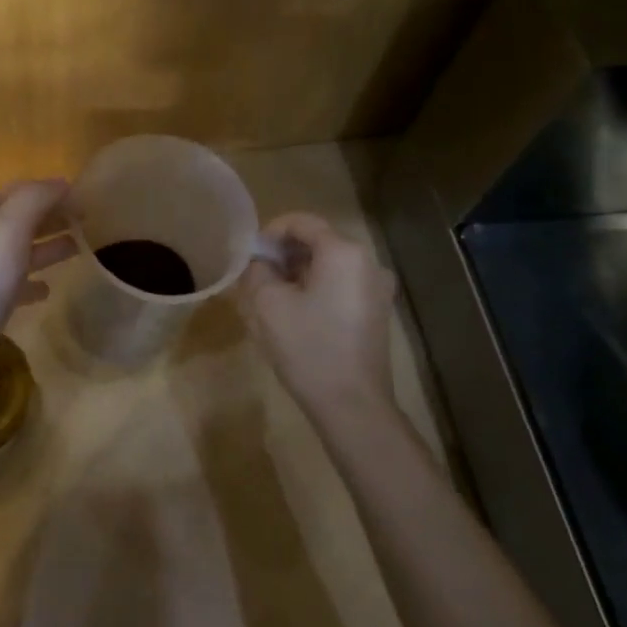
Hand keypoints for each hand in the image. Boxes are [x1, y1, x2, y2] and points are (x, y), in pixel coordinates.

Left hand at [0, 180, 77, 391]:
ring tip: (80, 249)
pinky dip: (29, 282)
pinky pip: (8, 286)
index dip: (54, 193)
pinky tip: (47, 291)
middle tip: (90, 222)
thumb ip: (34, 200)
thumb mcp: (6, 230)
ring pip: (14, 252)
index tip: (90, 200)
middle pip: (17, 219)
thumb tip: (61, 182)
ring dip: (45, 247)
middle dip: (51, 218)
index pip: (20, 191)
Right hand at [238, 213, 397, 422]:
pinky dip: (316, 288)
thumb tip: (260, 262)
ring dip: (298, 273)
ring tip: (272, 297)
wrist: (352, 404)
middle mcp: (367, 262)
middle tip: (256, 277)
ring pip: (329, 265)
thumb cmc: (308, 347)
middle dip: (284, 254)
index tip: (250, 255)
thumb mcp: (268, 304)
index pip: (302, 222)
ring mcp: (377, 288)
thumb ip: (258, 271)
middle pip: (318, 241)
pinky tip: (297, 314)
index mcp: (343, 252)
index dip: (270, 231)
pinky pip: (341, 285)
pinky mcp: (376, 311)